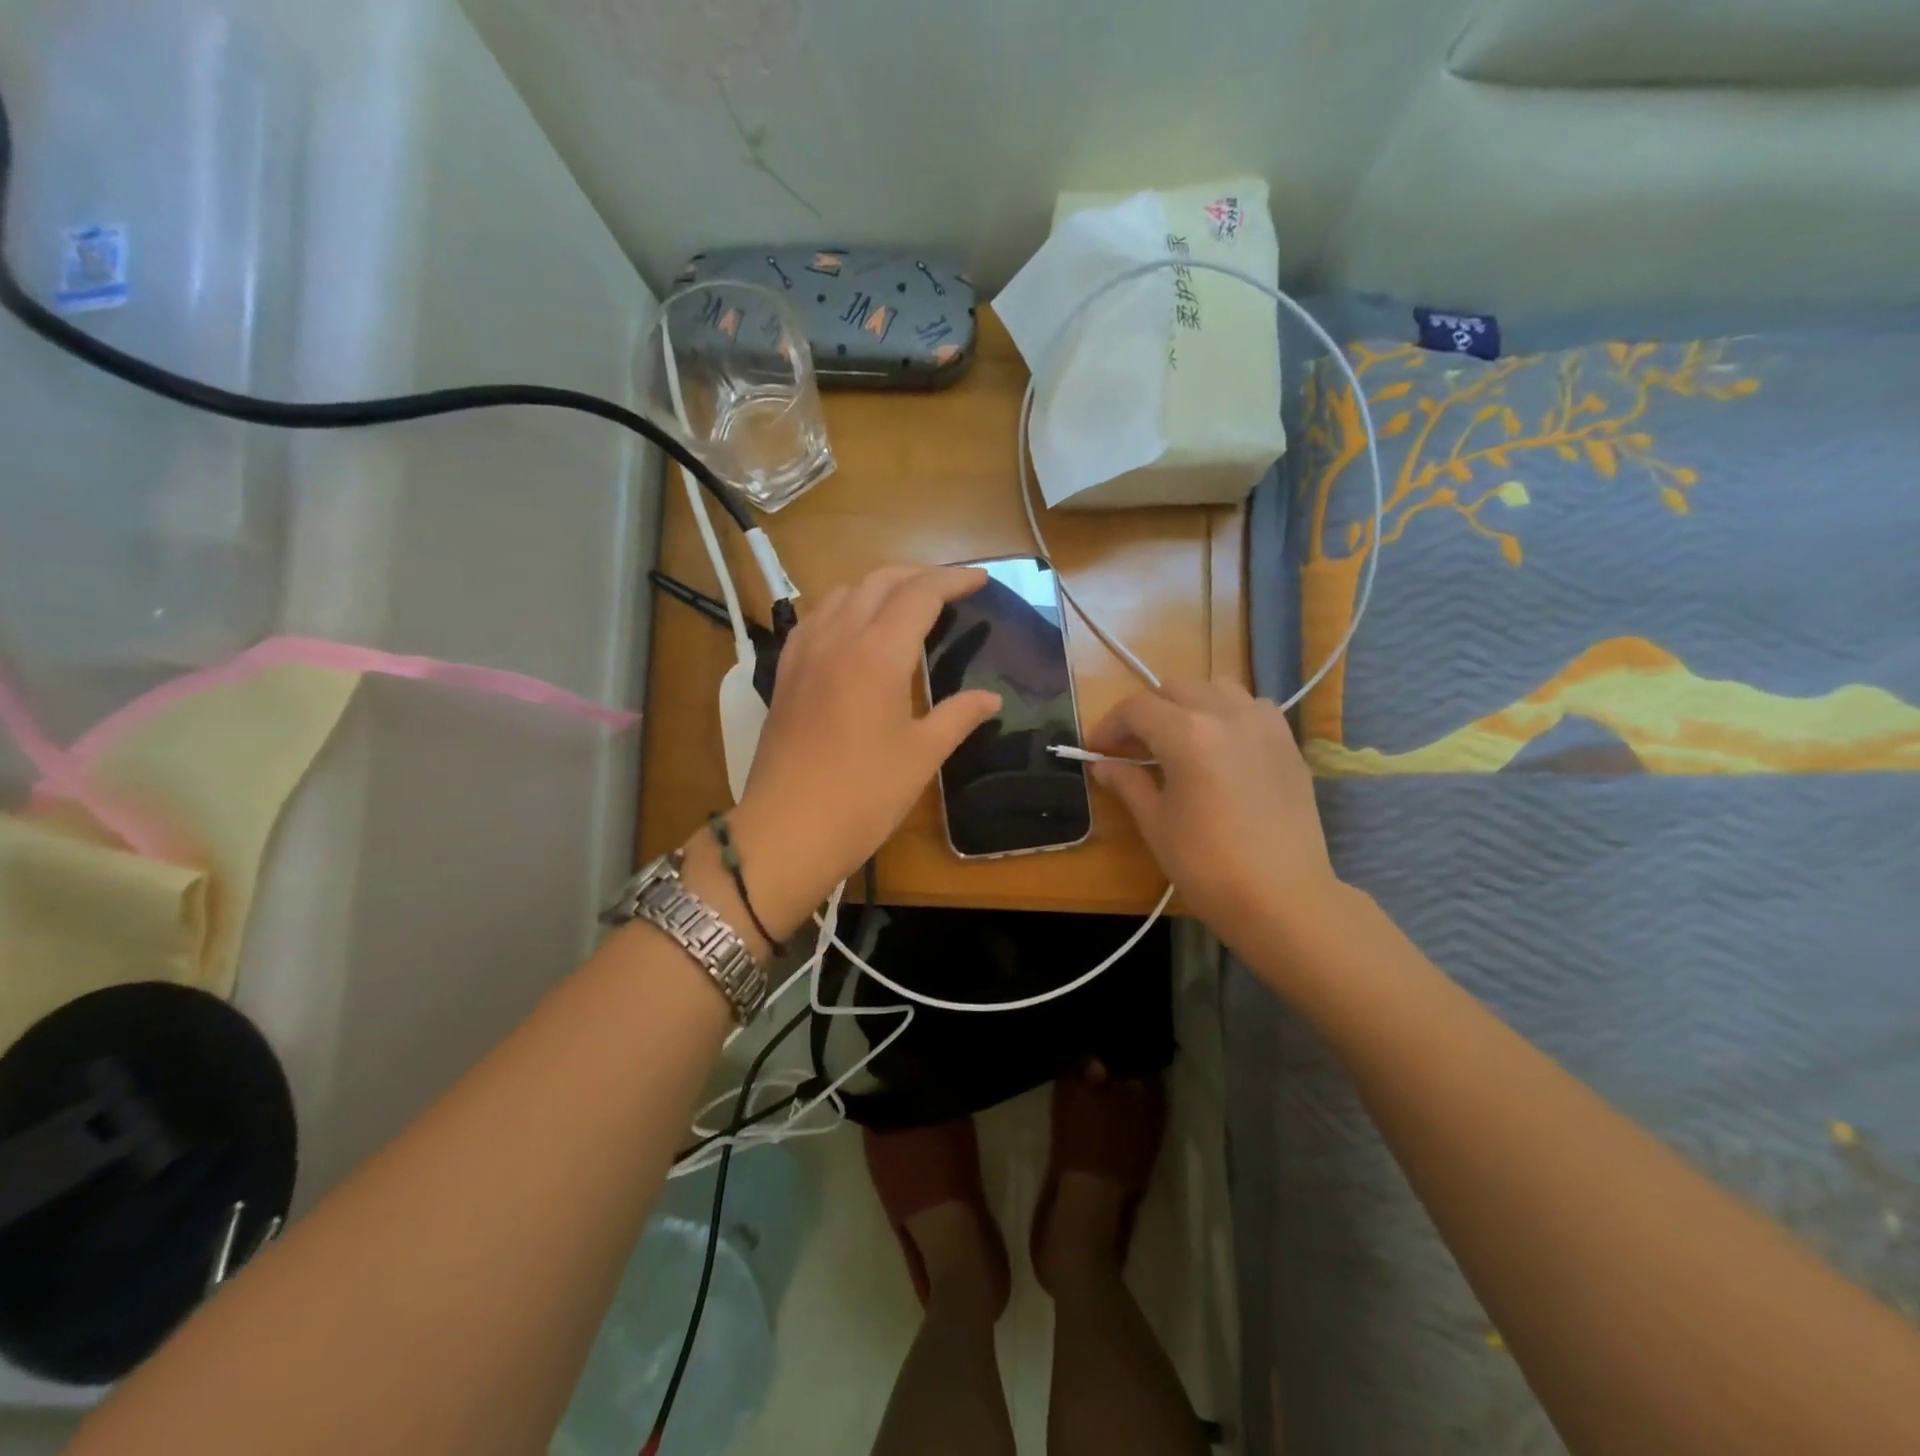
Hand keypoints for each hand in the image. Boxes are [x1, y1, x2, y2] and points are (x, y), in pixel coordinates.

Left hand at [723, 566, 1001, 937]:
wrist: (787, 829)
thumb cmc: (863, 795)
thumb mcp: (922, 756)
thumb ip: (958, 716)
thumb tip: (991, 699)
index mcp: (878, 653)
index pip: (920, 594)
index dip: (953, 579)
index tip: (980, 580)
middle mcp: (838, 637)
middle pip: (879, 581)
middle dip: (919, 576)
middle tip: (950, 590)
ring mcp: (805, 652)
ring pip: (842, 593)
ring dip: (879, 587)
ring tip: (905, 606)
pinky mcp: (785, 672)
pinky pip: (815, 618)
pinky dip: (843, 608)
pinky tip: (854, 630)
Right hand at [1087, 679, 1340, 951]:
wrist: (1283, 898)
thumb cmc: (1207, 865)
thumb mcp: (1156, 824)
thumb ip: (1128, 783)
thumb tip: (1104, 765)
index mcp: (1187, 733)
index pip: (1136, 708)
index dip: (1109, 725)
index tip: (1097, 750)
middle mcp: (1226, 714)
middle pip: (1175, 688)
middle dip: (1147, 711)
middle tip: (1133, 748)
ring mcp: (1264, 725)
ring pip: (1218, 687)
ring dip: (1190, 704)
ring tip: (1180, 740)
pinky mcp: (1288, 743)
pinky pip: (1253, 707)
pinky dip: (1229, 714)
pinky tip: (1223, 747)